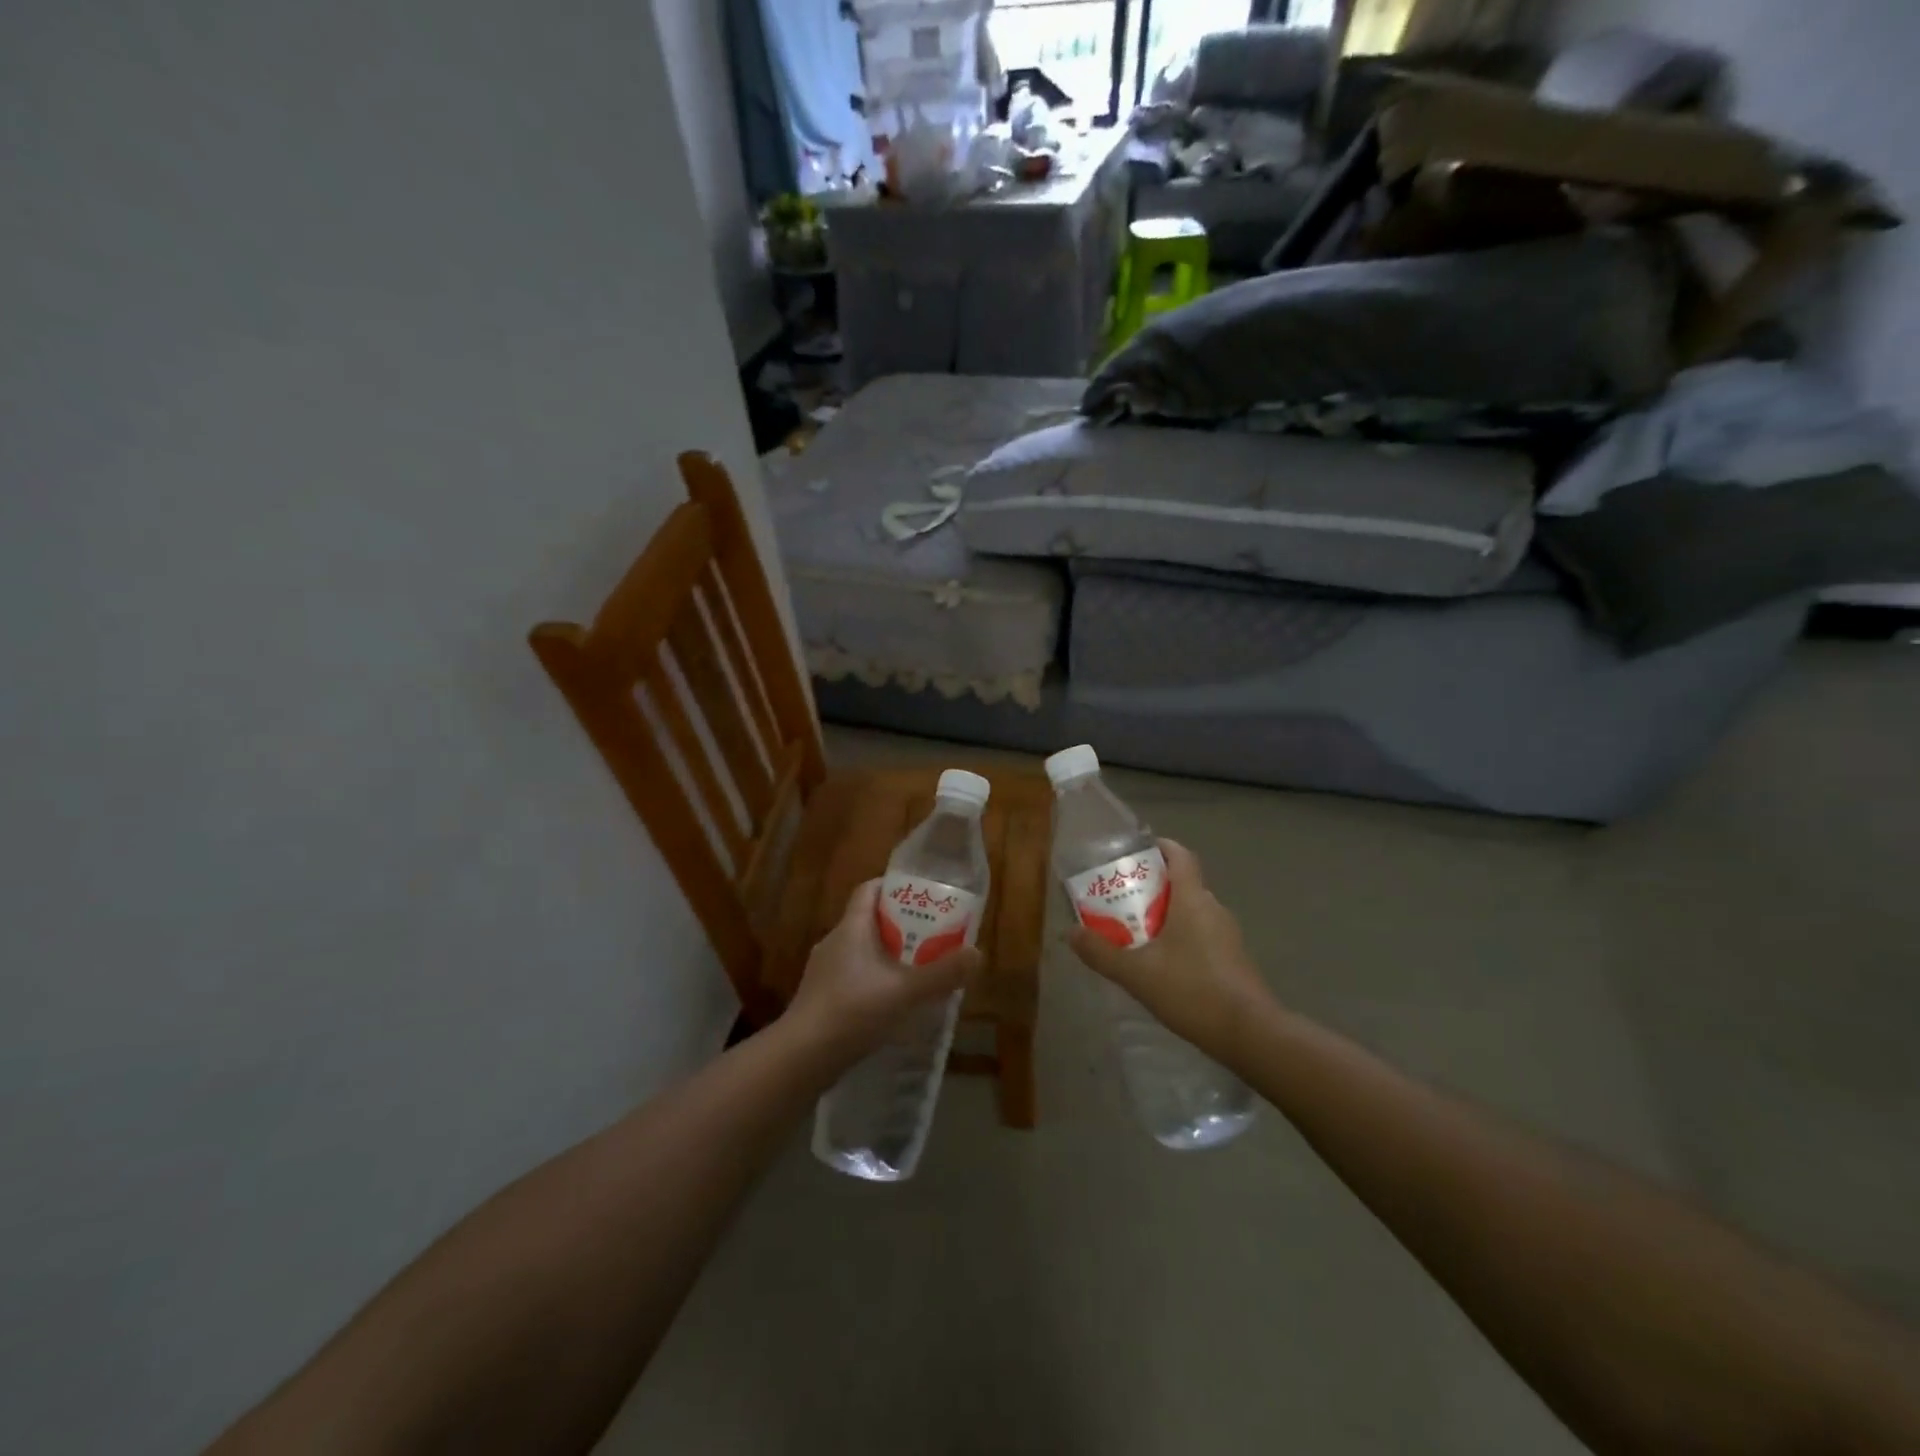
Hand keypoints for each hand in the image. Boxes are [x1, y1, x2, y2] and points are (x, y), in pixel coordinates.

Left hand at [786, 880, 981, 1062]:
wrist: (802, 1057)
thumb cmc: (853, 1010)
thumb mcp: (905, 991)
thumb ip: (942, 973)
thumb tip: (977, 954)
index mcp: (851, 928)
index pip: (869, 890)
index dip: (893, 887)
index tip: (920, 896)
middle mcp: (835, 942)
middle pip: (869, 921)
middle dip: (900, 925)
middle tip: (931, 936)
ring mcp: (824, 972)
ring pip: (861, 952)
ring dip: (888, 956)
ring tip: (917, 970)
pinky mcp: (821, 999)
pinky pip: (853, 977)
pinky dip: (874, 981)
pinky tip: (892, 1003)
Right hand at [1068, 839, 1273, 1059]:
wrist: (1250, 1033)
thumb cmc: (1192, 990)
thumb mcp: (1136, 973)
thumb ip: (1102, 952)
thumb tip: (1070, 932)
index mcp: (1192, 899)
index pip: (1180, 856)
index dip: (1159, 847)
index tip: (1135, 852)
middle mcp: (1213, 908)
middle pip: (1182, 883)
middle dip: (1152, 887)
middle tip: (1120, 899)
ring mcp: (1227, 934)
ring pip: (1191, 911)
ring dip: (1165, 915)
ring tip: (1134, 933)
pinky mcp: (1233, 958)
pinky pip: (1201, 934)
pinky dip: (1180, 938)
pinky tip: (1162, 964)